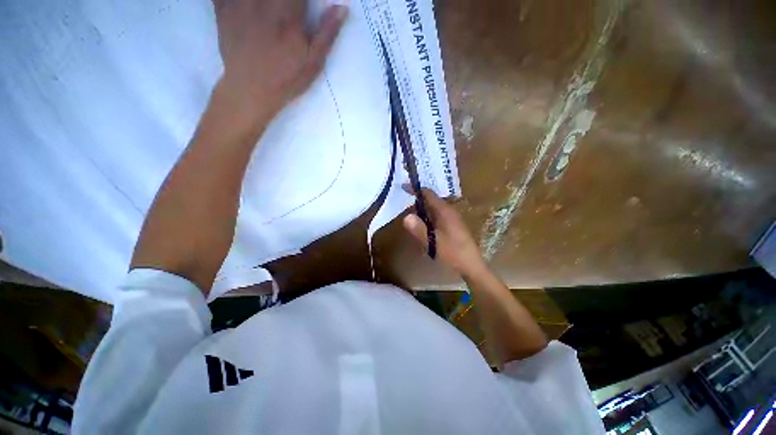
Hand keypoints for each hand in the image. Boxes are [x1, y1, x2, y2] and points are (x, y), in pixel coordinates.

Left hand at [212, 0, 347, 130]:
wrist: (251, 90)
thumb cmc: (286, 78)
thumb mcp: (313, 62)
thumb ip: (326, 34)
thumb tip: (342, 8)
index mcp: (287, 13)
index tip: (305, 6)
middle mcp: (263, 2)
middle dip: (288, 1)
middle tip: (291, 11)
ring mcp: (240, 2)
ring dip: (265, 2)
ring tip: (272, 11)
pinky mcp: (223, 8)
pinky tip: (249, 7)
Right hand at [402, 187, 486, 277]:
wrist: (471, 266)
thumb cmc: (453, 253)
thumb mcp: (433, 242)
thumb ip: (419, 229)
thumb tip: (406, 217)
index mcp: (445, 211)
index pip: (429, 194)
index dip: (416, 190)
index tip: (403, 187)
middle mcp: (449, 212)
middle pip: (431, 201)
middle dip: (418, 201)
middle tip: (404, 205)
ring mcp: (452, 219)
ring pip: (434, 210)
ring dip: (423, 211)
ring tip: (412, 217)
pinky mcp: (452, 226)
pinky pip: (437, 217)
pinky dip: (428, 219)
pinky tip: (423, 227)